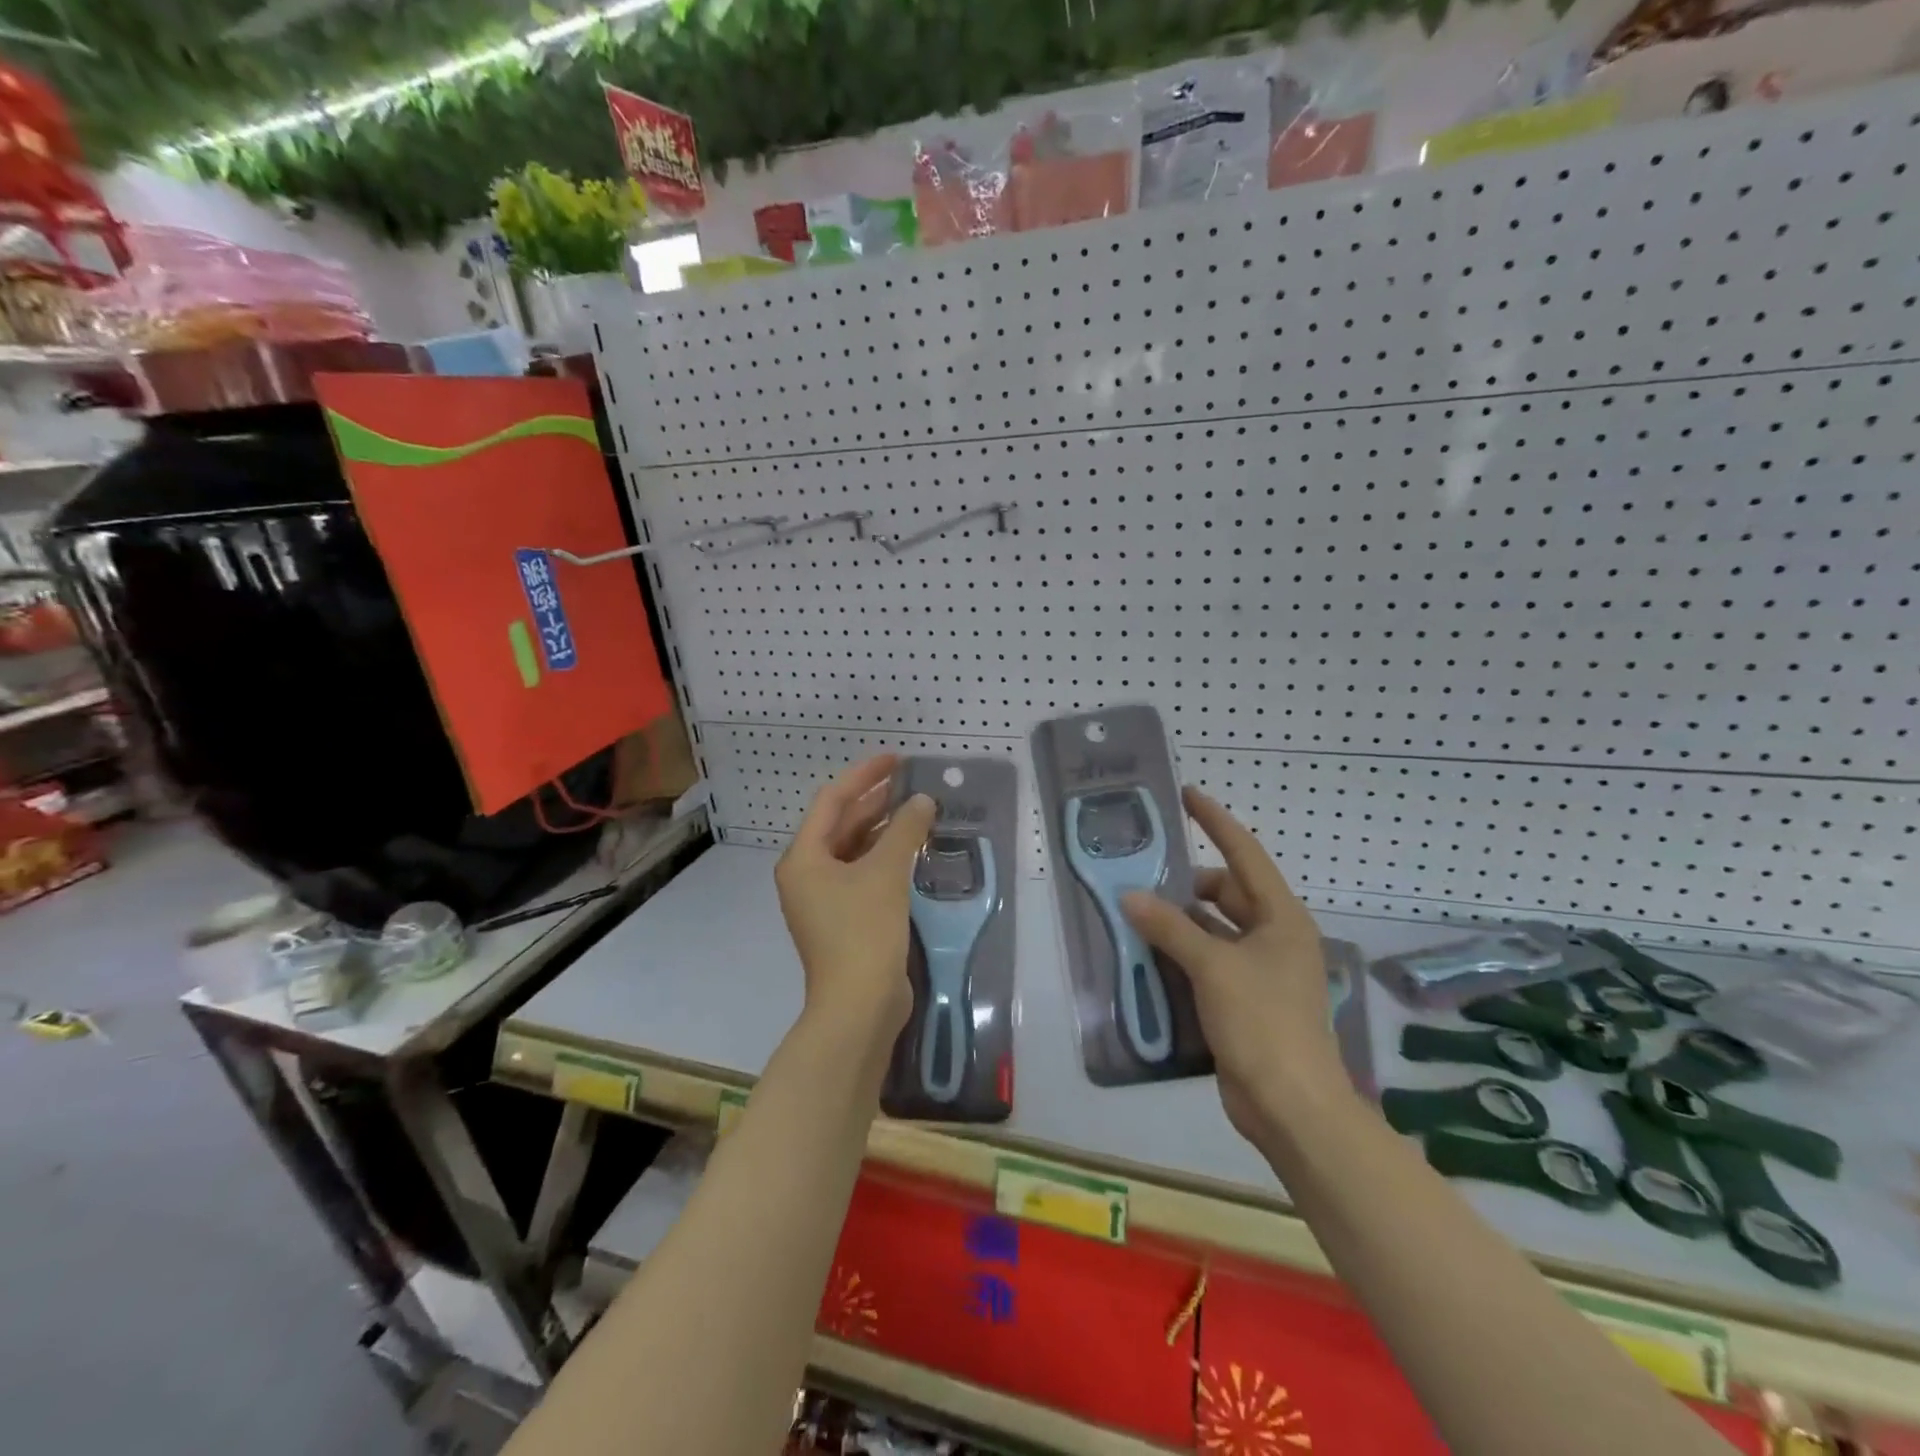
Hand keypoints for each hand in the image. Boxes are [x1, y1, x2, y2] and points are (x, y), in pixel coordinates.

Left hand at [776, 753, 935, 1047]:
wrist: (859, 1006)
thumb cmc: (864, 931)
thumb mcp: (886, 873)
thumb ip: (905, 830)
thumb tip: (923, 801)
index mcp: (804, 858)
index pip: (832, 801)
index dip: (864, 776)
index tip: (896, 760)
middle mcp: (808, 874)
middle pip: (841, 825)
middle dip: (875, 801)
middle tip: (912, 782)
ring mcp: (825, 900)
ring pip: (854, 850)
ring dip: (883, 829)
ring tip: (918, 810)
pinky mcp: (844, 920)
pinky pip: (864, 874)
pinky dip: (886, 858)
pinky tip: (914, 850)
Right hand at [1121, 787, 1350, 1143]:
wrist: (1291, 1105)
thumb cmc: (1262, 1022)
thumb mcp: (1213, 967)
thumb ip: (1170, 927)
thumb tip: (1131, 897)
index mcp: (1281, 918)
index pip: (1245, 854)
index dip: (1216, 822)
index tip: (1187, 795)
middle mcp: (1274, 937)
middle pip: (1227, 893)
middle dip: (1187, 883)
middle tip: (1142, 873)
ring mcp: (1261, 971)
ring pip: (1215, 929)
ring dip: (1180, 922)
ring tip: (1135, 911)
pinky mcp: (1245, 1000)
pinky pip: (1209, 961)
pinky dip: (1182, 954)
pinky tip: (1148, 954)